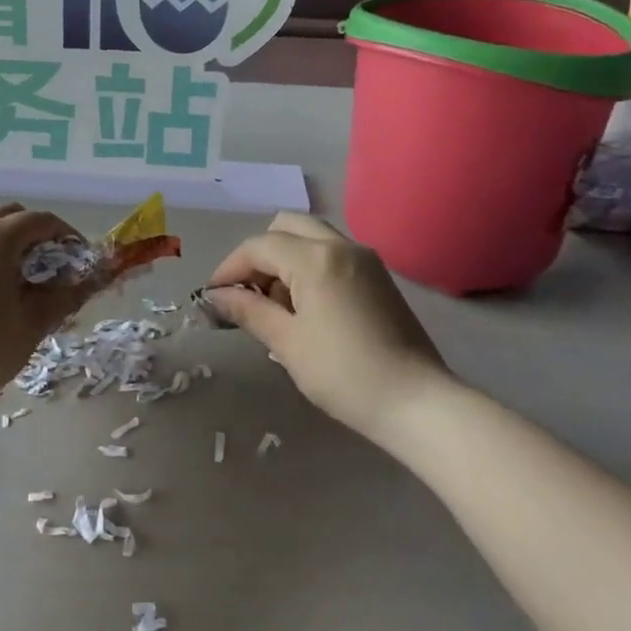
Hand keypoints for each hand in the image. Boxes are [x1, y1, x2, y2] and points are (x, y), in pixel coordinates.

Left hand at [0, 204, 91, 410]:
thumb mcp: (32, 324)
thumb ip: (63, 298)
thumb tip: (88, 284)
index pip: (41, 220)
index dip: (66, 234)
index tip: (80, 258)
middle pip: (10, 216)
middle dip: (36, 233)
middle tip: (52, 265)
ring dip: (9, 245)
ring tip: (23, 281)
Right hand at [203, 213, 452, 442]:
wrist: (418, 403)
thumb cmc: (345, 374)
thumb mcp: (287, 344)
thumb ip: (248, 311)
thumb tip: (215, 297)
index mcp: (316, 258)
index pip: (258, 247)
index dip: (229, 268)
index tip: (213, 297)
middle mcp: (341, 246)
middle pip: (285, 227)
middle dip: (258, 256)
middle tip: (246, 295)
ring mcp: (364, 258)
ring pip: (310, 238)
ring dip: (283, 259)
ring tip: (275, 306)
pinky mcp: (378, 276)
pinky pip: (331, 254)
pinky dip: (308, 267)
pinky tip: (305, 308)